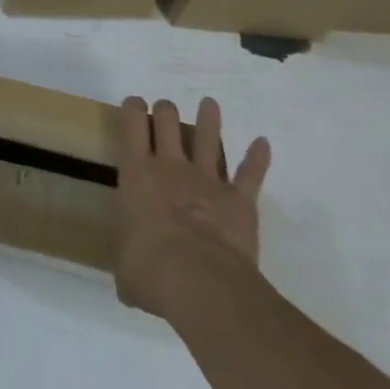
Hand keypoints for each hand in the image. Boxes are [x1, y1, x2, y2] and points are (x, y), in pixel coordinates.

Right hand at [115, 95, 270, 319]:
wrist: (203, 284)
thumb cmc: (152, 270)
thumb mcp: (126, 269)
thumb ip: (128, 263)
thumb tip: (130, 281)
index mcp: (137, 173)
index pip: (132, 123)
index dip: (133, 108)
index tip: (134, 106)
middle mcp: (170, 166)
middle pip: (168, 119)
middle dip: (166, 111)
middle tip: (165, 112)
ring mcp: (207, 179)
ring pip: (208, 137)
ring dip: (209, 119)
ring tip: (210, 104)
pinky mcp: (239, 200)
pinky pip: (250, 174)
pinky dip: (257, 158)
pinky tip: (263, 143)